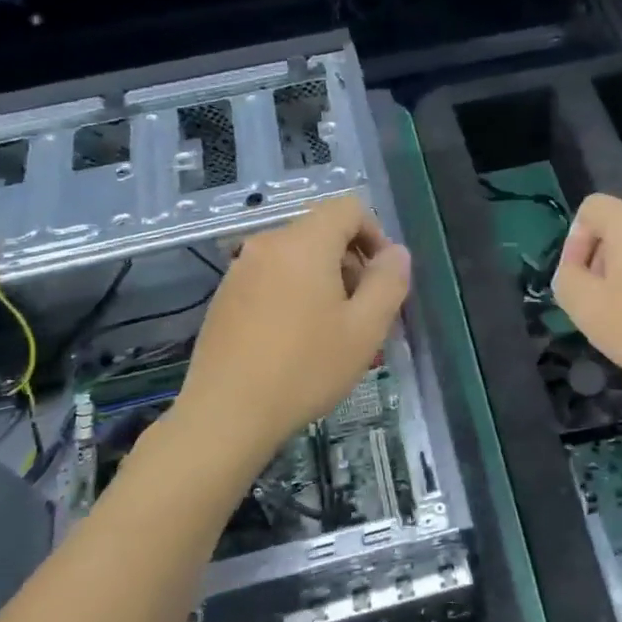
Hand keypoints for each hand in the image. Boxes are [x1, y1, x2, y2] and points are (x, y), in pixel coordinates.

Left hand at [167, 196, 410, 455]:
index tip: (383, 278)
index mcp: (304, 243)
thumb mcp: (365, 329)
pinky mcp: (225, 297)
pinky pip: (273, 280)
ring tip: (334, 334)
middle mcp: (268, 245)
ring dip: (326, 284)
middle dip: (352, 264)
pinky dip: (296, 296)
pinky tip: (298, 343)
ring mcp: (240, 270)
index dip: (376, 234)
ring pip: (298, 260)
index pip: (348, 207)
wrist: (227, 414)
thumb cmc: (305, 368)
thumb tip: (396, 254)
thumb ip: (388, 282)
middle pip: (322, 233)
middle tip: (365, 315)